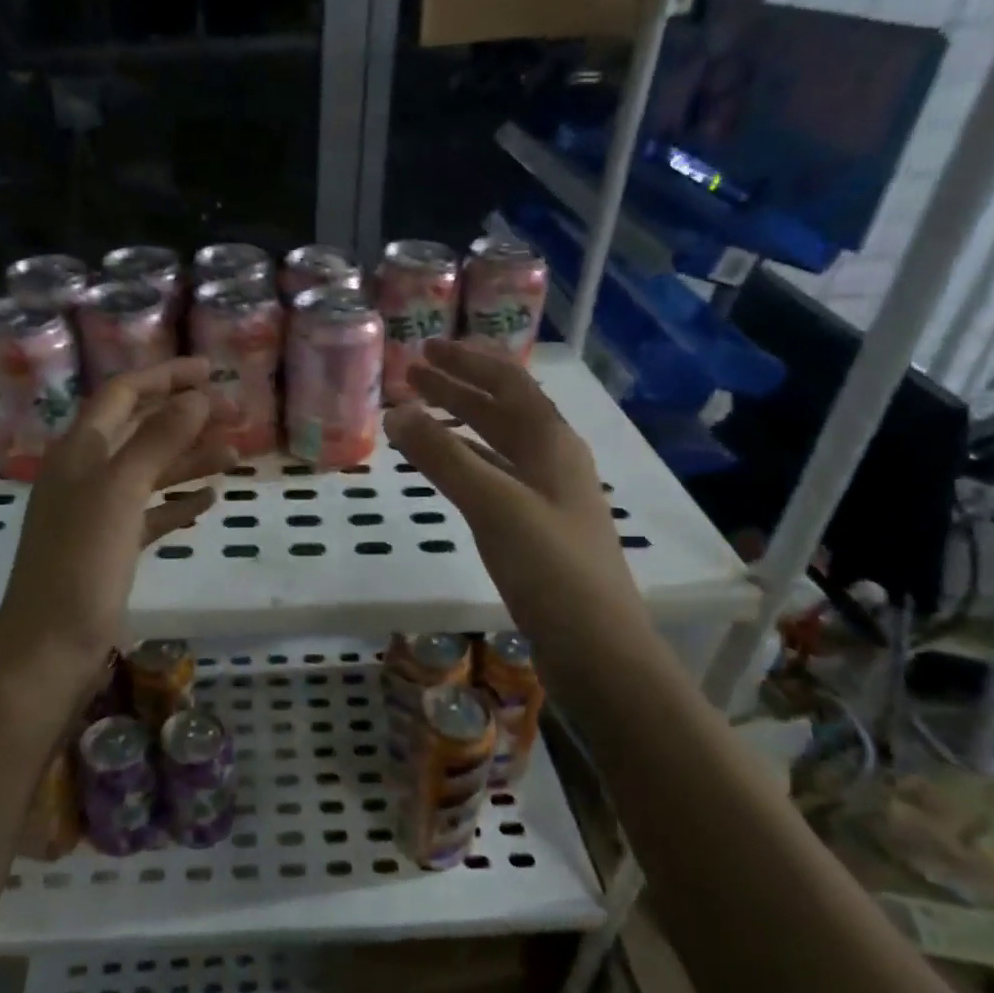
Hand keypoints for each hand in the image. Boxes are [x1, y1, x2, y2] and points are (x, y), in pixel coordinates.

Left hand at [0, 357, 236, 709]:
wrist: (49, 649)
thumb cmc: (81, 564)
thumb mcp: (119, 492)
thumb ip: (157, 440)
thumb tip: (196, 396)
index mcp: (79, 450)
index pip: (124, 394)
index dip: (166, 376)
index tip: (213, 370)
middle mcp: (86, 473)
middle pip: (140, 429)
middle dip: (185, 416)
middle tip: (235, 414)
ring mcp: (97, 512)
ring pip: (149, 471)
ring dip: (189, 459)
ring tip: (234, 454)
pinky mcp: (110, 548)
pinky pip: (150, 513)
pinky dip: (178, 502)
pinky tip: (209, 500)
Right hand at [383, 339, 652, 654]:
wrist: (597, 645)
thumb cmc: (549, 566)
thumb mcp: (493, 503)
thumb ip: (443, 456)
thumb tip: (396, 411)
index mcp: (551, 441)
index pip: (507, 383)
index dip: (467, 361)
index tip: (426, 347)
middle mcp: (553, 458)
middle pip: (503, 408)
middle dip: (459, 386)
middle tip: (414, 372)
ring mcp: (548, 494)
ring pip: (499, 442)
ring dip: (462, 421)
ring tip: (422, 412)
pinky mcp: (538, 526)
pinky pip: (497, 475)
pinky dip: (468, 461)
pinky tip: (449, 468)